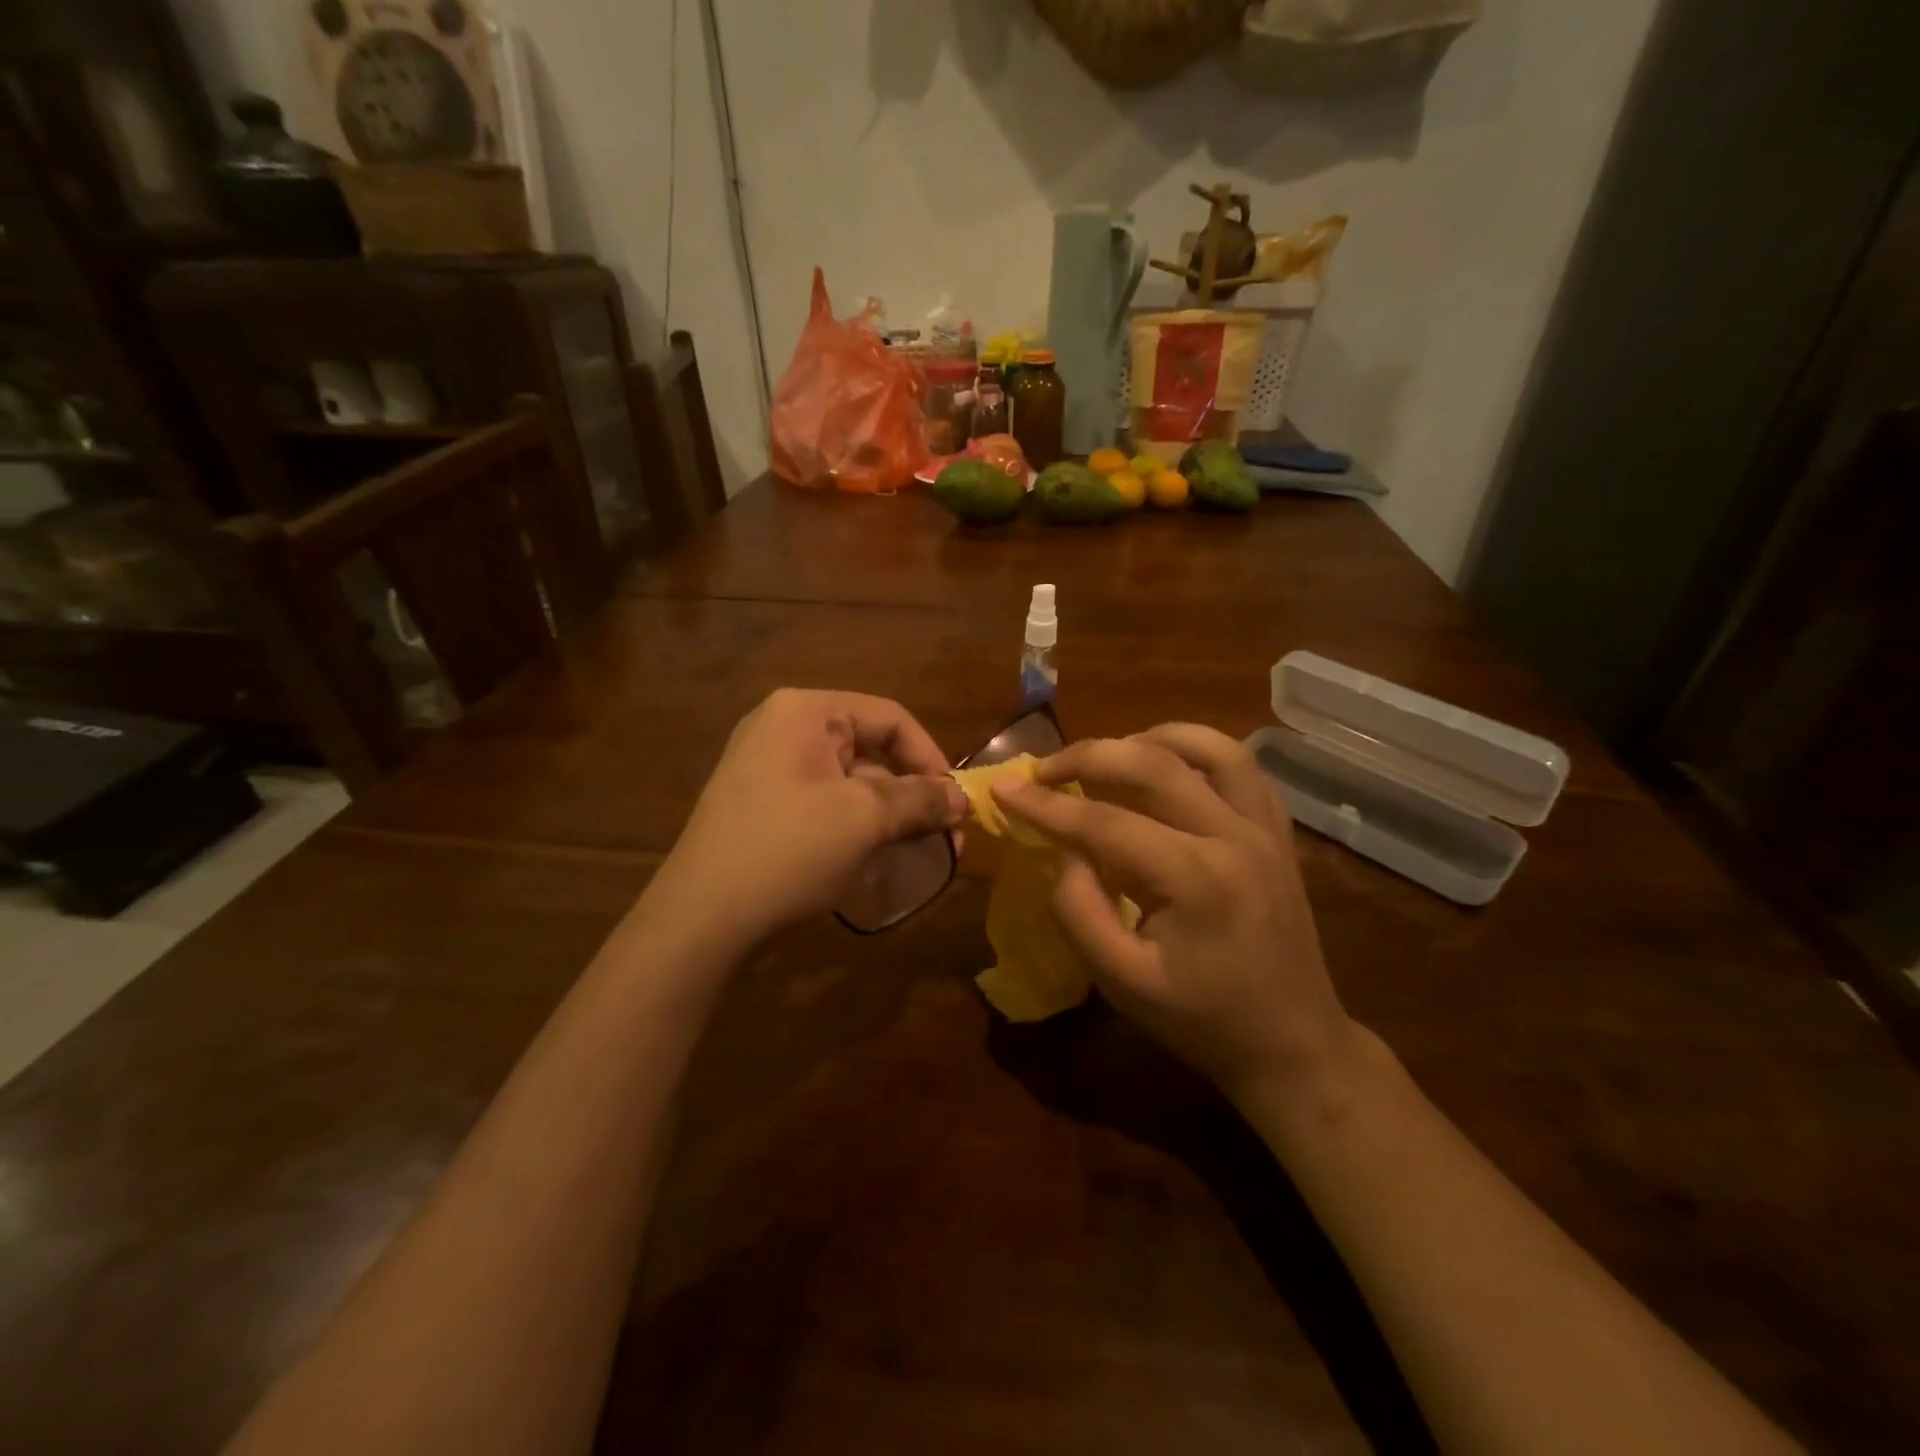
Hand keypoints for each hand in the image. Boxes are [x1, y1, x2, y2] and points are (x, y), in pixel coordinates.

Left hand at [649, 689, 965, 953]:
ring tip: (915, 853)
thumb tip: (962, 798)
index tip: (956, 804)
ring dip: (888, 814)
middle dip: (912, 794)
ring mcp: (767, 767)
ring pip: (850, 780)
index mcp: (805, 713)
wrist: (700, 921)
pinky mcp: (761, 805)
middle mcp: (783, 728)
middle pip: (870, 749)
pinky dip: (856, 826)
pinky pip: (824, 803)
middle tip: (945, 837)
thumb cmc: (788, 852)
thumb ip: (920, 800)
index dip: (931, 758)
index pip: (890, 718)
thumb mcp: (864, 820)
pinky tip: (873, 860)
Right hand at [994, 724, 1356, 1099]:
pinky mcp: (1279, 830)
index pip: (1105, 822)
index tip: (1003, 789)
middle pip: (1153, 763)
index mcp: (1196, 879)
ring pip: (1209, 746)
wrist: (1292, 1041)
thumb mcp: (1121, 981)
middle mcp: (1235, 836)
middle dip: (1087, 756)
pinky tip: (1165, 764)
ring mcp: (1265, 827)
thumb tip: (1064, 848)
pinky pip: (1240, 765)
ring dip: (1148, 737)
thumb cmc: (1201, 1019)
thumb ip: (1079, 909)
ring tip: (1107, 755)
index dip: (1046, 805)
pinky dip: (1196, 750)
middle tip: (1043, 769)